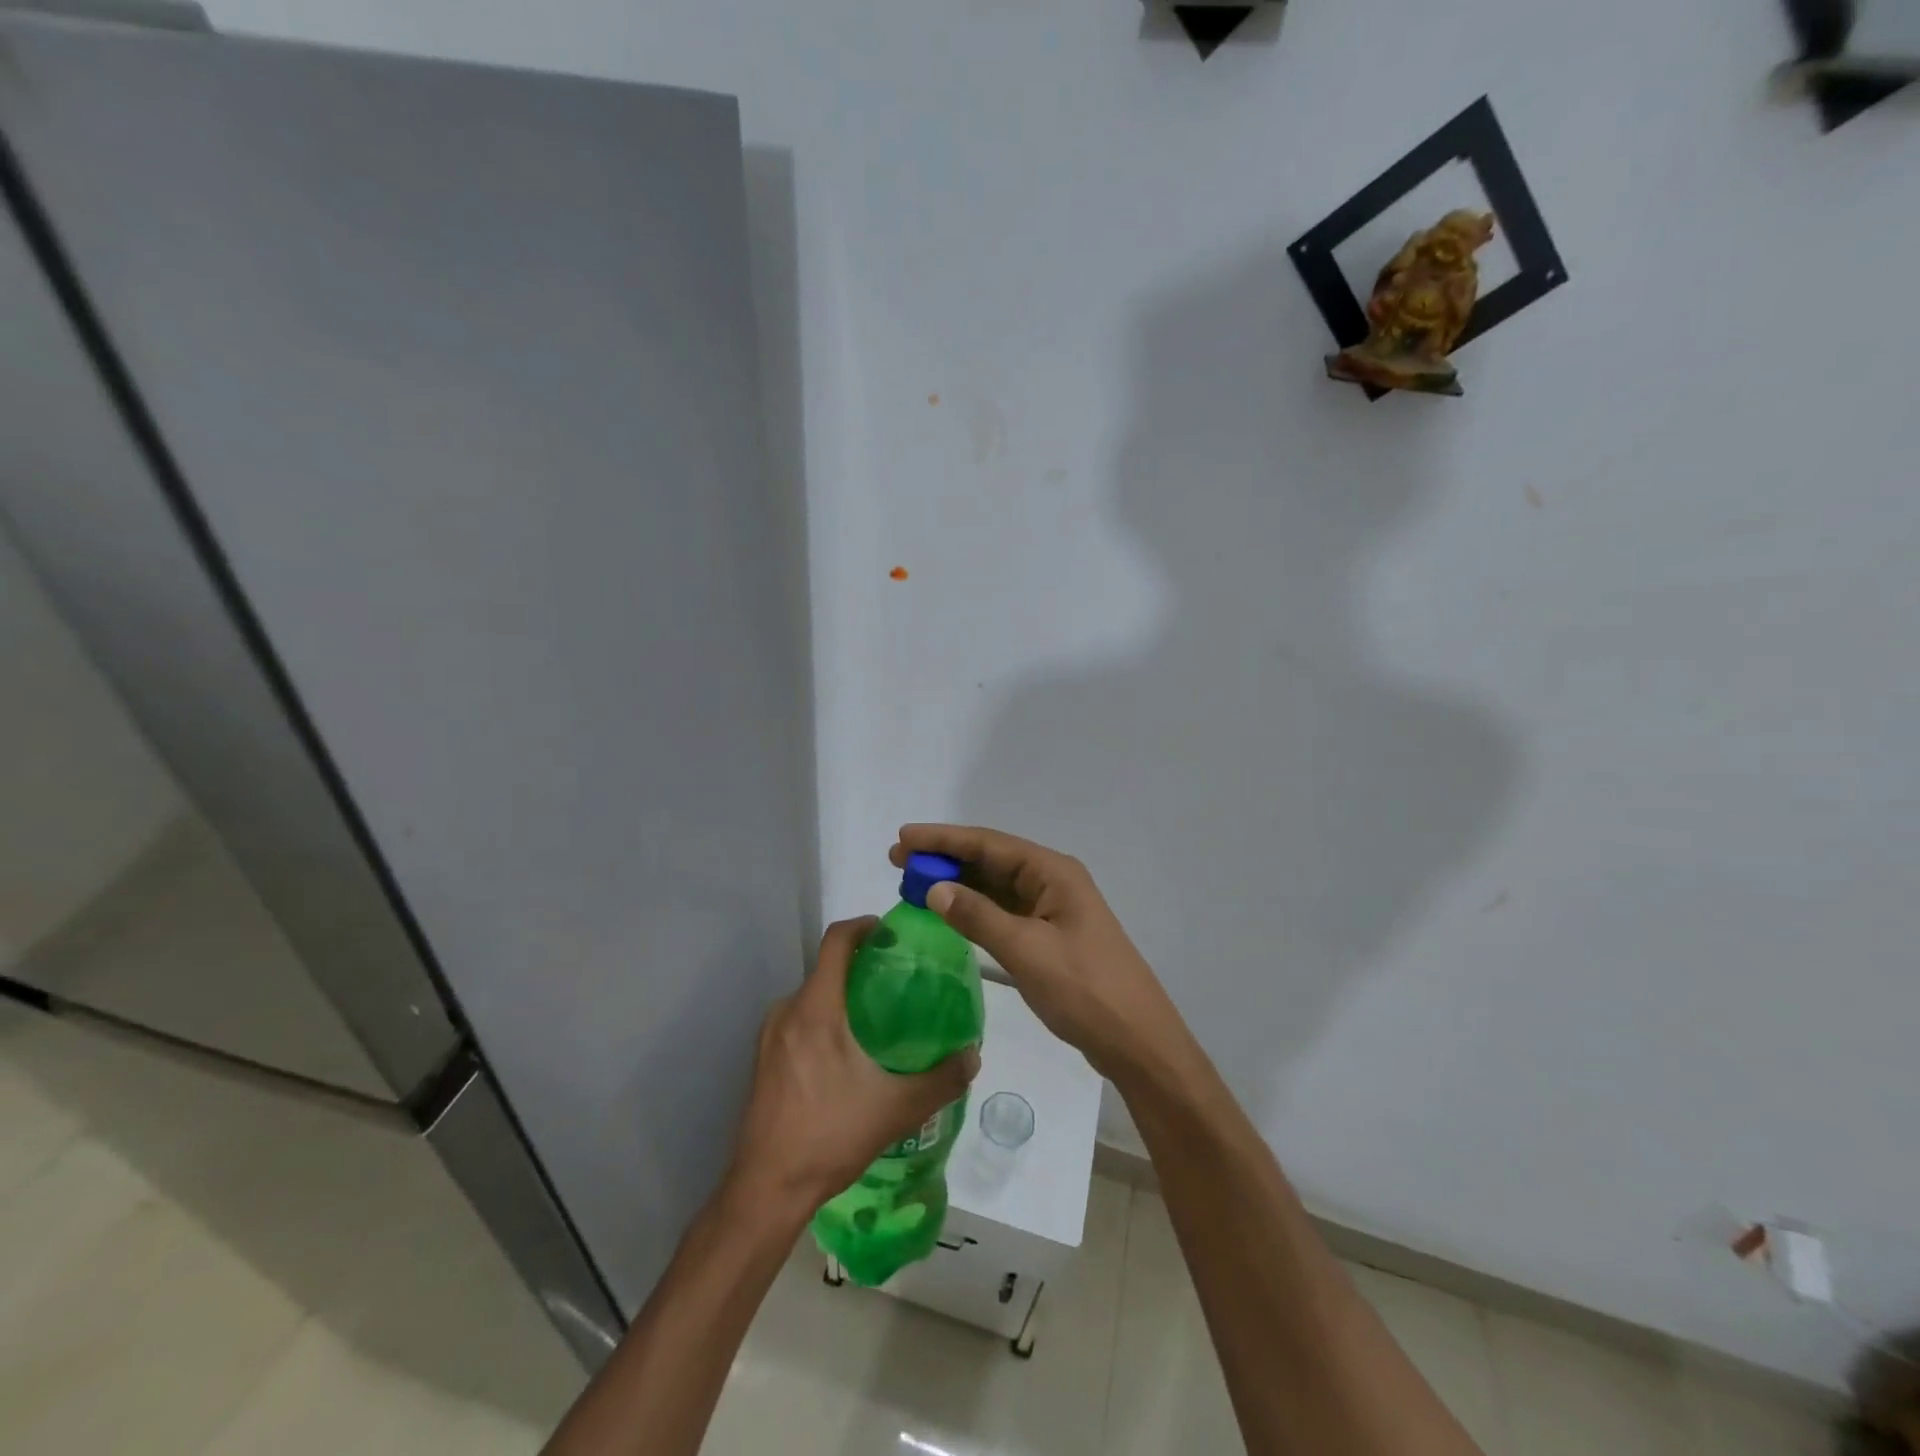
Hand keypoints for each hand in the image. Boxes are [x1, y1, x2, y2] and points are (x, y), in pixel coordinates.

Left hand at [726, 917, 979, 1220]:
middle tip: (897, 982)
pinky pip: (798, 1021)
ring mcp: (770, 1036)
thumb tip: (974, 1055)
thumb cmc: (830, 1136)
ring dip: (842, 996)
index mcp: (816, 1009)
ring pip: (812, 997)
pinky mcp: (763, 1060)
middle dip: (861, 966)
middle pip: (826, 968)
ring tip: (876, 1019)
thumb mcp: (897, 1108)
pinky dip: (824, 1020)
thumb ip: (941, 1079)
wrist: (767, 1188)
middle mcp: (788, 1011)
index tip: (891, 933)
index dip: (864, 926)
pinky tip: (846, 1054)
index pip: (836, 940)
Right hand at [890, 825, 1199, 1085]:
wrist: (1137, 1041)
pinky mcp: (1049, 936)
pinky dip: (974, 910)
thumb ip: (978, 916)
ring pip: (995, 886)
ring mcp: (1052, 910)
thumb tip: (934, 888)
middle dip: (945, 859)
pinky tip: (949, 913)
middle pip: (991, 860)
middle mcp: (1052, 882)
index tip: (903, 837)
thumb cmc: (1085, 990)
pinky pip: (1004, 911)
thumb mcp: (1027, 951)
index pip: (989, 844)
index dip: (944, 839)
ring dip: (957, 884)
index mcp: (1053, 873)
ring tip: (913, 883)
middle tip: (898, 860)